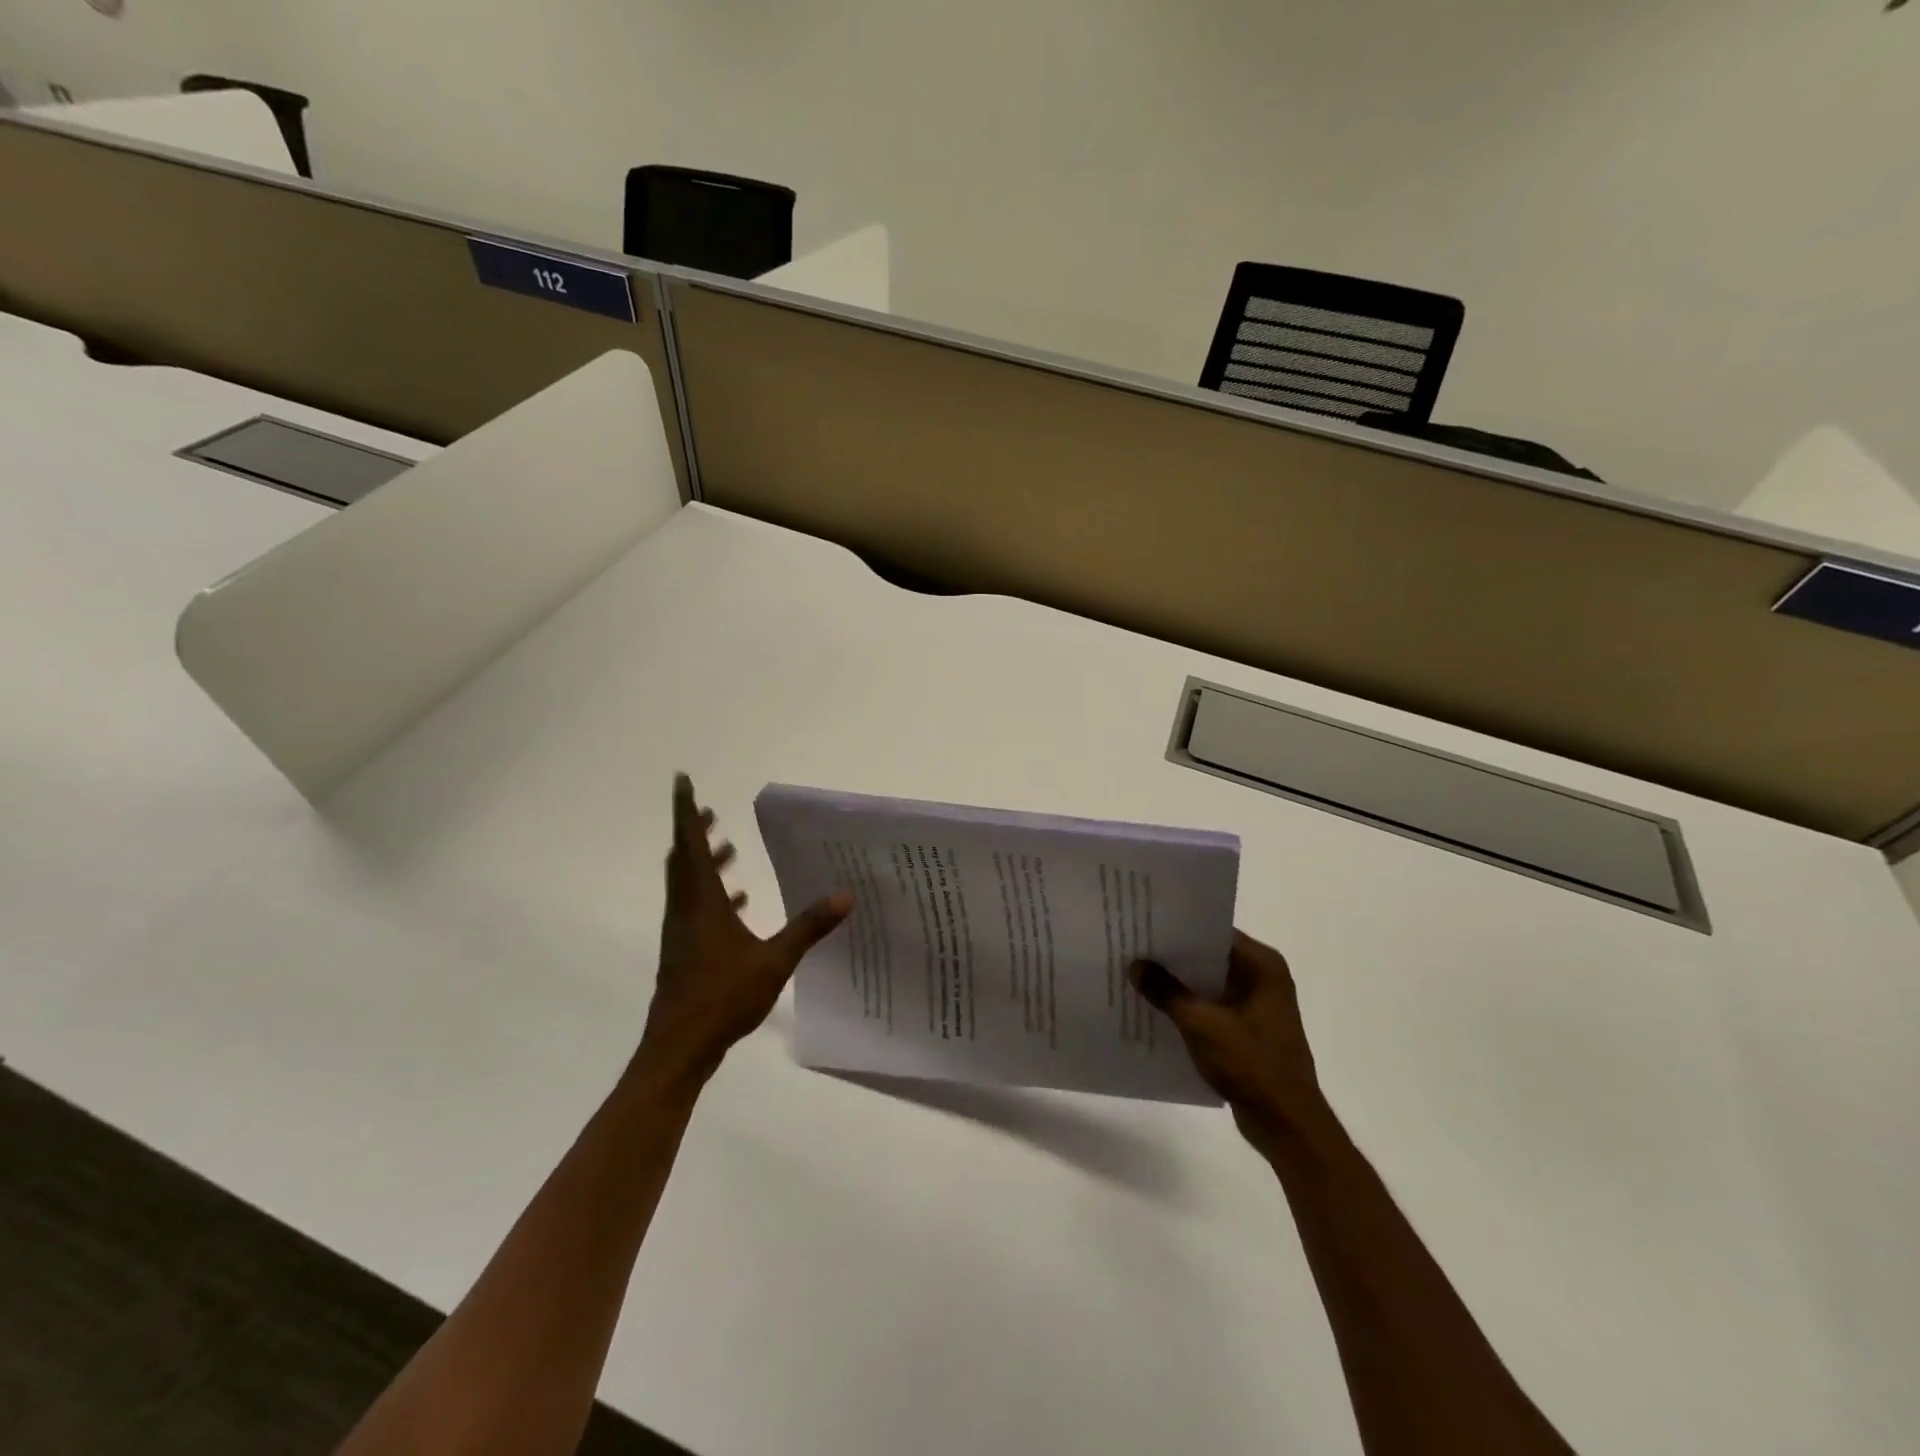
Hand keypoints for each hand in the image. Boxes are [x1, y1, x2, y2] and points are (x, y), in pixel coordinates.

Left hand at [634, 774, 851, 1090]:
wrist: (679, 1049)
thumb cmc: (722, 997)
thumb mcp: (774, 961)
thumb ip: (809, 926)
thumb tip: (846, 895)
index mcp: (701, 902)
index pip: (690, 844)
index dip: (686, 811)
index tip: (681, 780)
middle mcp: (686, 910)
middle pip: (684, 859)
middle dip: (696, 832)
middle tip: (712, 812)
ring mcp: (681, 933)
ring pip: (687, 885)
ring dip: (704, 863)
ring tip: (729, 850)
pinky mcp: (683, 953)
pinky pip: (695, 910)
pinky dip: (712, 896)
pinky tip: (737, 904)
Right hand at [1130, 931, 1321, 1146]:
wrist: (1286, 1123)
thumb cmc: (1251, 1064)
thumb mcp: (1201, 1024)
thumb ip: (1167, 991)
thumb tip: (1135, 964)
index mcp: (1262, 965)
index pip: (1213, 931)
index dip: (1179, 928)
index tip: (1144, 923)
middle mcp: (1263, 978)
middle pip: (1210, 956)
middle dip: (1174, 956)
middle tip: (1133, 946)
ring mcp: (1257, 1005)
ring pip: (1209, 983)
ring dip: (1179, 983)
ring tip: (1137, 974)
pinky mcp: (1249, 1029)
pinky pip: (1213, 1006)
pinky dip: (1189, 1006)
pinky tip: (1157, 1008)